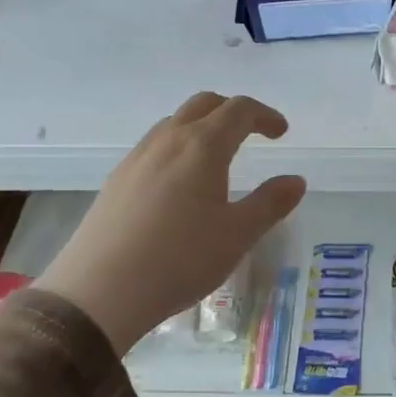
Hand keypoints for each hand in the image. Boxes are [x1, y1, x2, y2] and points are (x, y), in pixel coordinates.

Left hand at [34, 93, 306, 351]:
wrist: (99, 292)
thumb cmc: (180, 259)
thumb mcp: (238, 235)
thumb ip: (270, 203)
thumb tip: (295, 180)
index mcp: (203, 146)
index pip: (239, 110)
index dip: (265, 115)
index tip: (281, 133)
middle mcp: (168, 140)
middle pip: (204, 104)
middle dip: (233, 111)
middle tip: (252, 134)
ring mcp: (136, 158)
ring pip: (174, 123)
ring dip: (202, 127)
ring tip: (217, 159)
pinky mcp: (116, 180)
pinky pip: (154, 146)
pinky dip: (177, 148)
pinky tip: (179, 185)